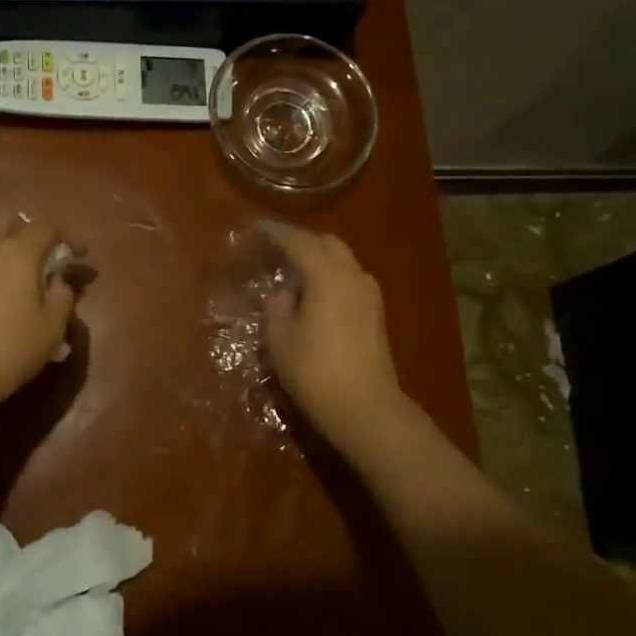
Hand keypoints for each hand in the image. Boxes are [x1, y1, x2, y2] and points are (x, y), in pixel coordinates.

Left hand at [0, 212, 75, 417]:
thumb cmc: (8, 348)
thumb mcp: (51, 328)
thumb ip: (63, 297)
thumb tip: (59, 280)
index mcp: (19, 252)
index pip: (46, 226)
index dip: (67, 236)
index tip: (80, 255)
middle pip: (9, 218)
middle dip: (30, 228)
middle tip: (46, 254)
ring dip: (9, 244)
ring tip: (26, 274)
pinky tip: (4, 291)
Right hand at [261, 223, 409, 449]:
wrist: (365, 407)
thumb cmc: (314, 371)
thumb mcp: (279, 338)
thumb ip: (277, 305)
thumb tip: (287, 292)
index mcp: (327, 275)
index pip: (299, 242)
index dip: (276, 232)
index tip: (258, 227)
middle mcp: (353, 275)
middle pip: (328, 244)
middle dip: (303, 243)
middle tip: (279, 253)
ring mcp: (370, 294)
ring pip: (344, 262)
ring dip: (321, 261)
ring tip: (297, 277)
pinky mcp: (377, 314)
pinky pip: (351, 281)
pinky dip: (333, 279)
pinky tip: (318, 298)